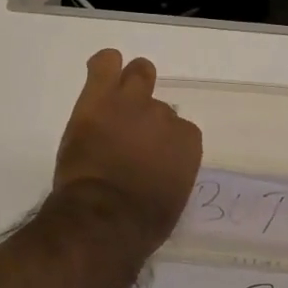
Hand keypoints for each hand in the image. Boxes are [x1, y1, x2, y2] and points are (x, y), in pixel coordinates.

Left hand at [52, 50, 202, 250]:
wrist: (104, 217)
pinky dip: (104, 65)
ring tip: (114, 100)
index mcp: (187, 143)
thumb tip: (158, 170)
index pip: (179, 130)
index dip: (161, 143)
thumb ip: (170, 173)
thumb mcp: (170, 199)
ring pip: (138, 73)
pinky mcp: (100, 98)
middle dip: (147, 115)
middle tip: (130, 131)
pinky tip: (100, 73)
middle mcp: (165, 116)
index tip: (148, 157)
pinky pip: (105, 64)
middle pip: (159, 104)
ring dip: (130, 84)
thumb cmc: (140, 223)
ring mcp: (132, 102)